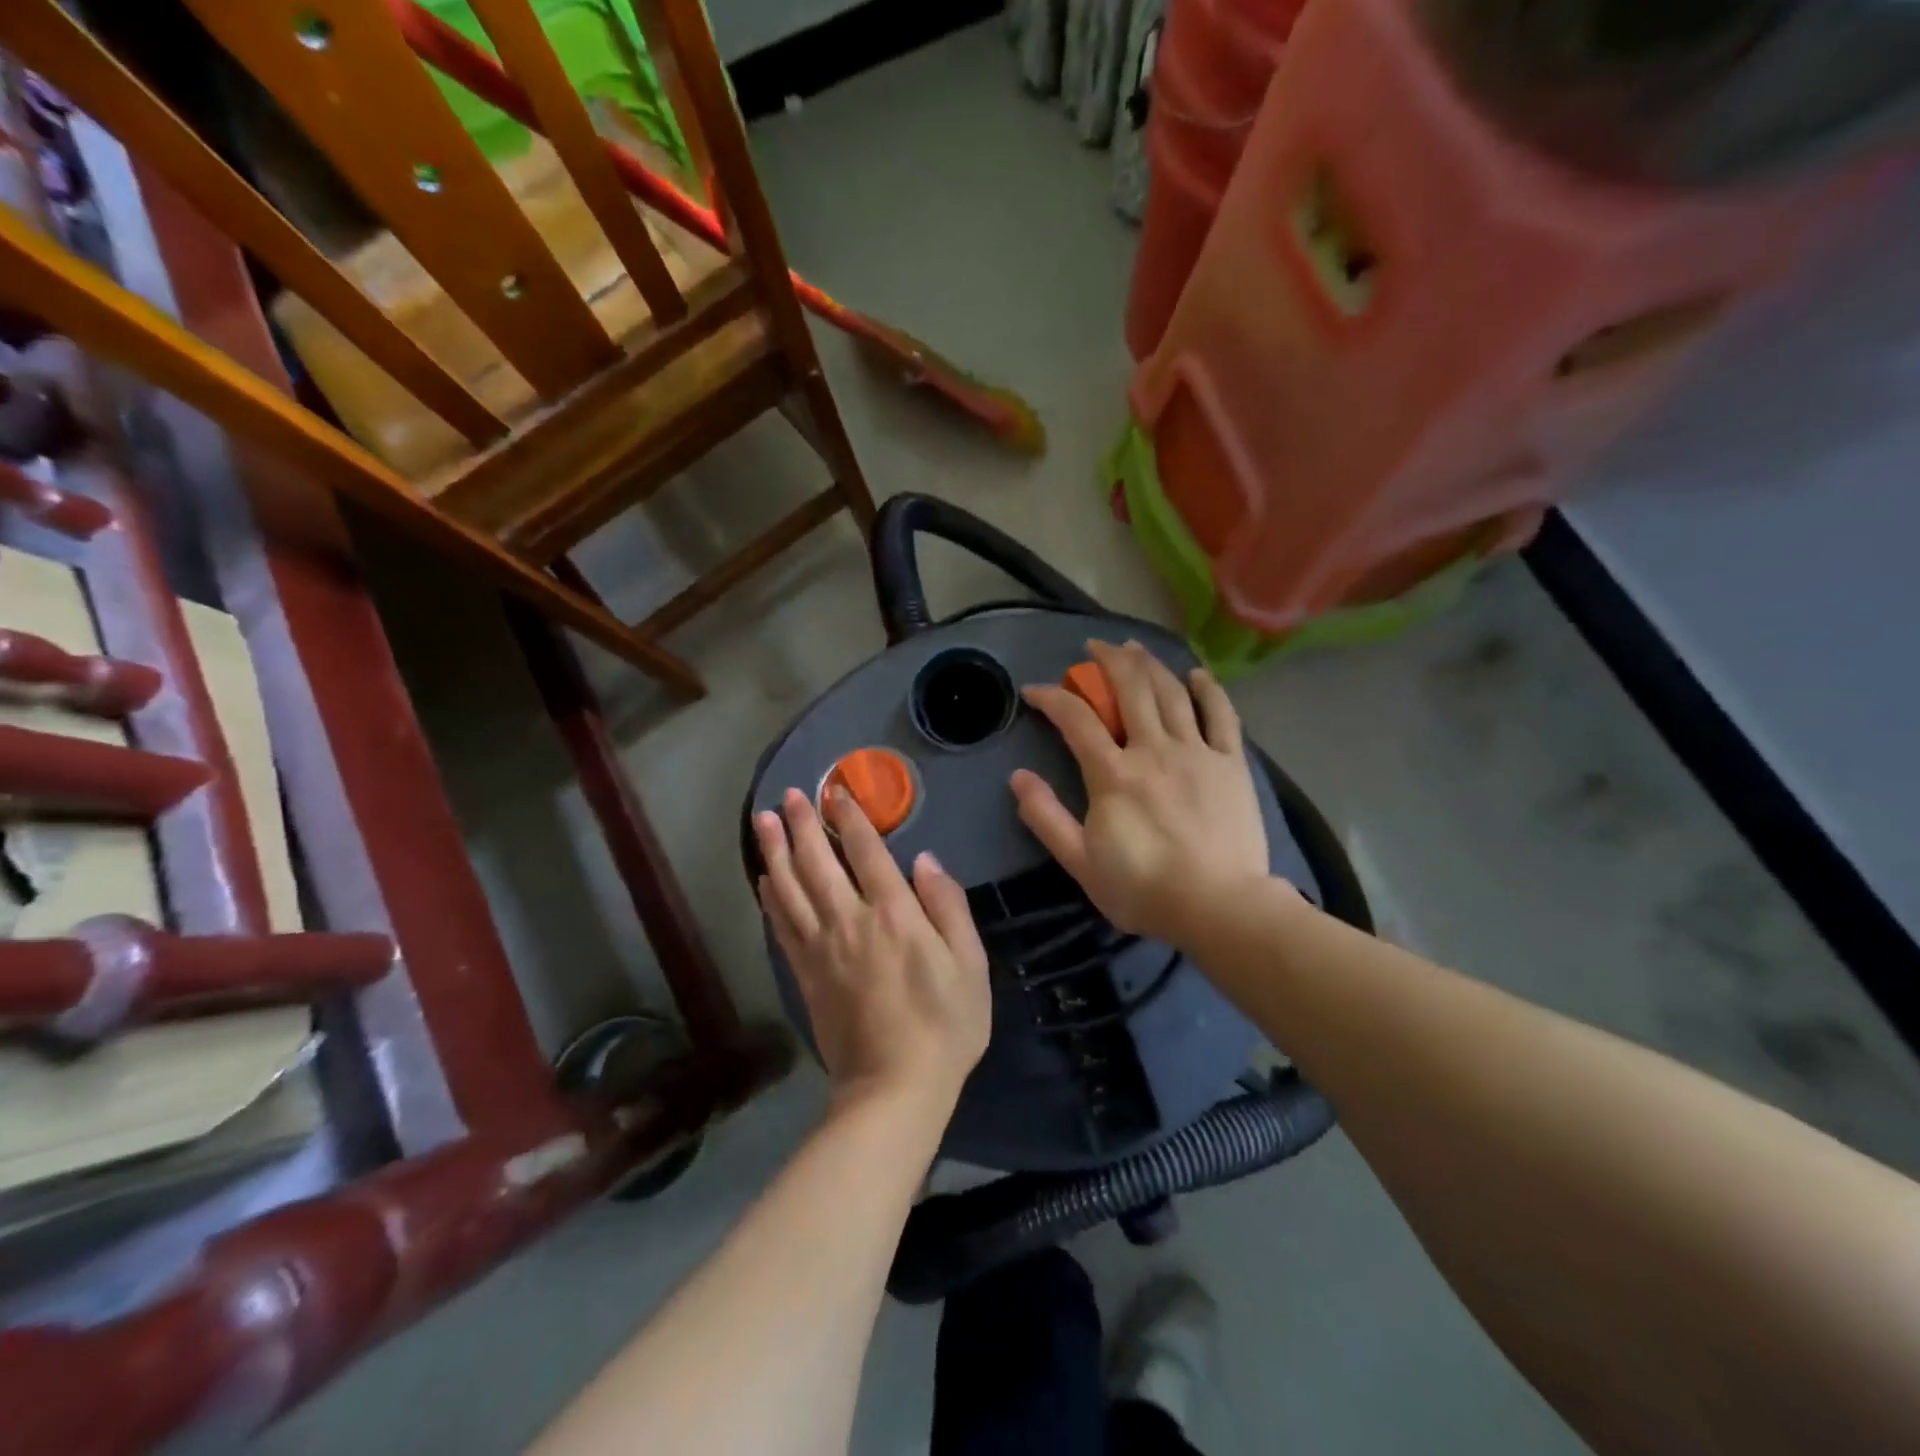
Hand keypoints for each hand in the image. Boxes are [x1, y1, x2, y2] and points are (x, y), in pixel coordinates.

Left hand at [754, 786, 990, 1124]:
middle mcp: (850, 921)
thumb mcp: (970, 965)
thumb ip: (948, 907)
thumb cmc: (945, 1026)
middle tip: (788, 795)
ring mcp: (821, 948)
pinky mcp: (805, 974)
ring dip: (775, 851)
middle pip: (818, 862)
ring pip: (790, 888)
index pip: (867, 852)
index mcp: (894, 914)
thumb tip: (925, 860)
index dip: (850, 818)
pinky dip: (771, 898)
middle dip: (802, 824)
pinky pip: (781, 925)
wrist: (894, 1088)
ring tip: (762, 821)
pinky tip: (764, 879)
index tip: (836, 792)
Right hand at [1012, 639, 1270, 947]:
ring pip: (1171, 693)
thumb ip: (1046, 817)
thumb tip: (1017, 778)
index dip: (1052, 698)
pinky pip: (1221, 715)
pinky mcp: (1231, 763)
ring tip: (1135, 647)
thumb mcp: (1080, 862)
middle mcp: (1153, 750)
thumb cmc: (1143, 889)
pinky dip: (1208, 690)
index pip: (1076, 720)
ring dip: (1150, 664)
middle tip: (1095, 647)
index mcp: (1113, 774)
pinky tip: (1196, 674)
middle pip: (1130, 689)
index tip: (1034, 691)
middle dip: (1108, 661)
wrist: (1219, 906)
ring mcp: (1197, 752)